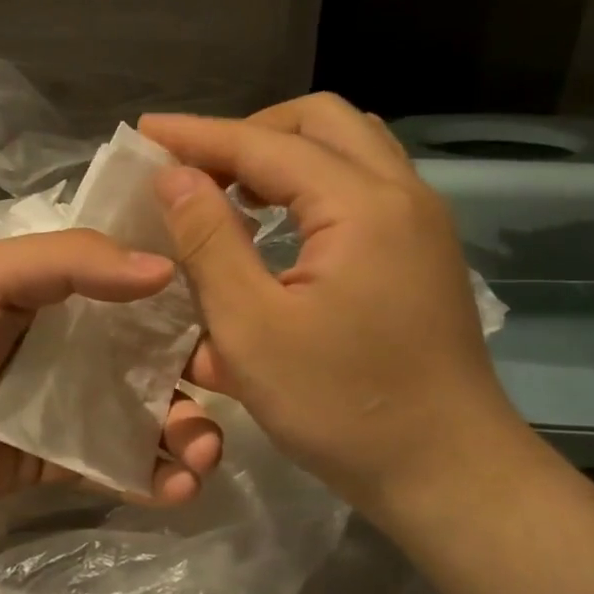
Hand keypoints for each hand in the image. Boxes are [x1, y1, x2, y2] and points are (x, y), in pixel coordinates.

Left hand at [0, 229, 223, 512]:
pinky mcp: (62, 460)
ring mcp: (74, 406)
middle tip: (223, 397)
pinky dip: (153, 478)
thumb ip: (72, 262)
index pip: (143, 286)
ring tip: (200, 457)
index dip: (191, 299)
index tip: (235, 316)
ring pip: (149, 416)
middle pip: (158, 357)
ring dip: (188, 434)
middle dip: (201, 378)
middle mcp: (80, 345)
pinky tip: (177, 490)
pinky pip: (119, 466)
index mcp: (66, 291)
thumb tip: (165, 270)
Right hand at [141, 95, 533, 524]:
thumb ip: (209, 242)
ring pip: (349, 148)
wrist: (447, 472)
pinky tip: (278, 226)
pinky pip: (363, 185)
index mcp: (361, 205)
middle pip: (321, 121)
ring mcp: (420, 223)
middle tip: (197, 169)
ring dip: (284, 154)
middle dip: (249, 133)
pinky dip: (312, 185)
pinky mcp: (422, 252)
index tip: (146, 132)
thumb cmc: (341, 406)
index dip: (199, 135)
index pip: (266, 143)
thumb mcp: (252, 328)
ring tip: (234, 190)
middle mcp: (401, 194)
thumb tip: (174, 176)